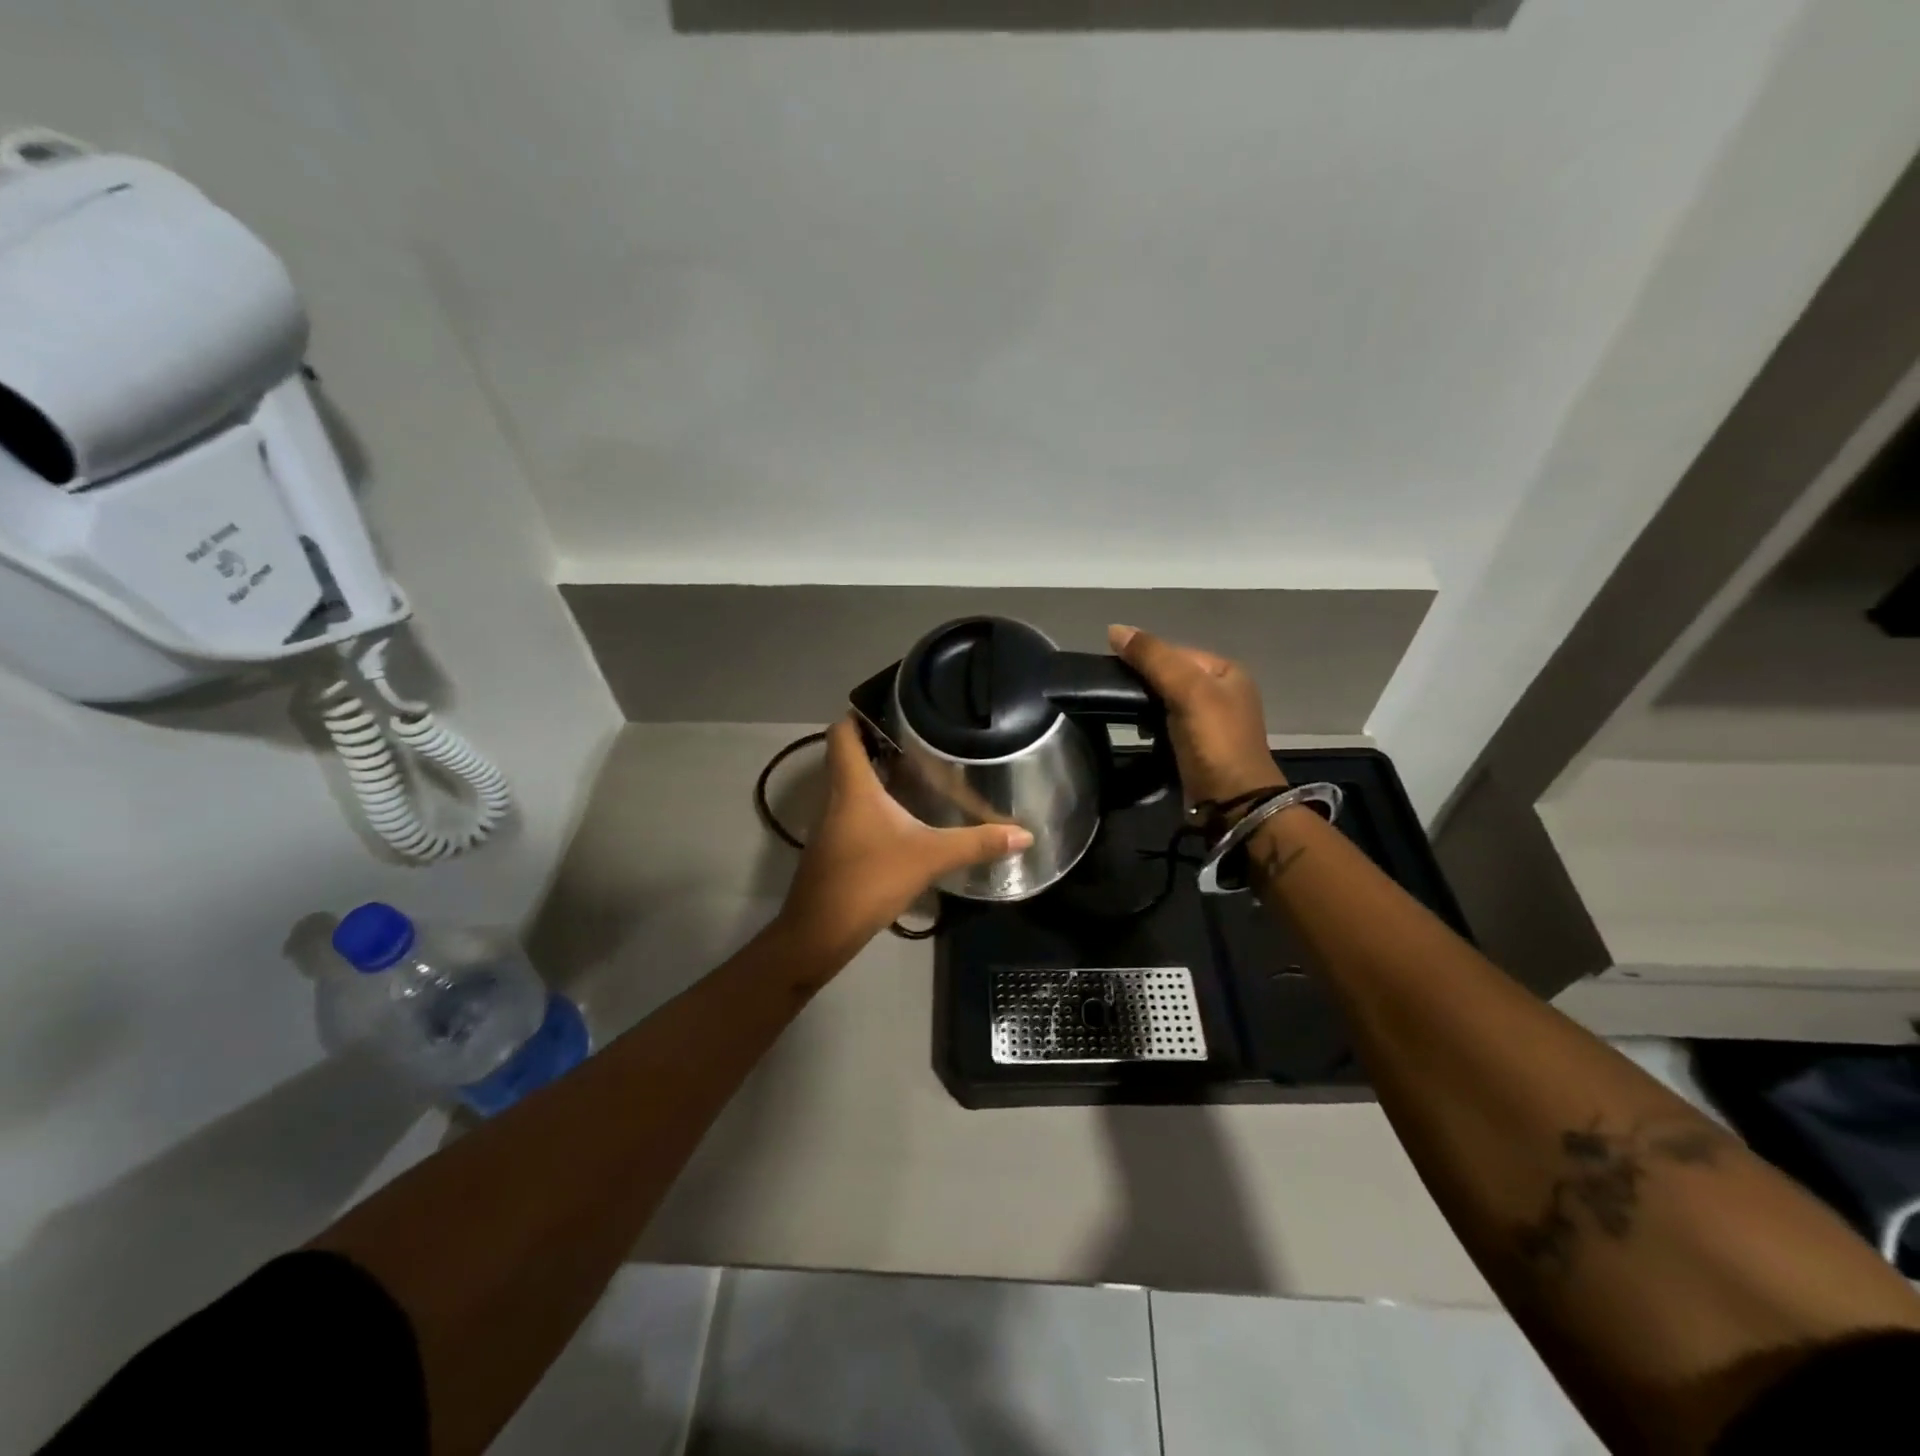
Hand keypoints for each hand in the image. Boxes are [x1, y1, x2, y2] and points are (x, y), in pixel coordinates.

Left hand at [776, 719, 1033, 960]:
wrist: (819, 932)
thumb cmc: (869, 880)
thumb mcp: (929, 858)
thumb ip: (976, 843)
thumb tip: (1024, 834)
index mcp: (852, 786)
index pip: (841, 732)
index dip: (859, 713)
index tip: (892, 708)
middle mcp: (836, 797)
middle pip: (847, 755)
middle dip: (877, 742)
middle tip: (918, 738)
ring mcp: (831, 824)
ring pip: (849, 785)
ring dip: (876, 774)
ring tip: (916, 770)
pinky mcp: (834, 848)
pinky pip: (852, 811)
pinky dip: (873, 804)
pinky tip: (903, 816)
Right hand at [1108, 624, 1284, 808]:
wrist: (1232, 803)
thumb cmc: (1214, 741)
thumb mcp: (1187, 691)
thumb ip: (1153, 658)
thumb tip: (1114, 629)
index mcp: (1226, 672)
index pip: (1175, 651)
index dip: (1145, 657)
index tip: (1115, 671)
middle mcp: (1221, 692)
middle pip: (1170, 676)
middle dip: (1143, 684)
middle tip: (1116, 696)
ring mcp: (1210, 722)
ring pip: (1165, 701)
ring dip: (1144, 707)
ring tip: (1124, 714)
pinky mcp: (1197, 747)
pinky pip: (1166, 725)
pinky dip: (1150, 727)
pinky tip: (1139, 734)